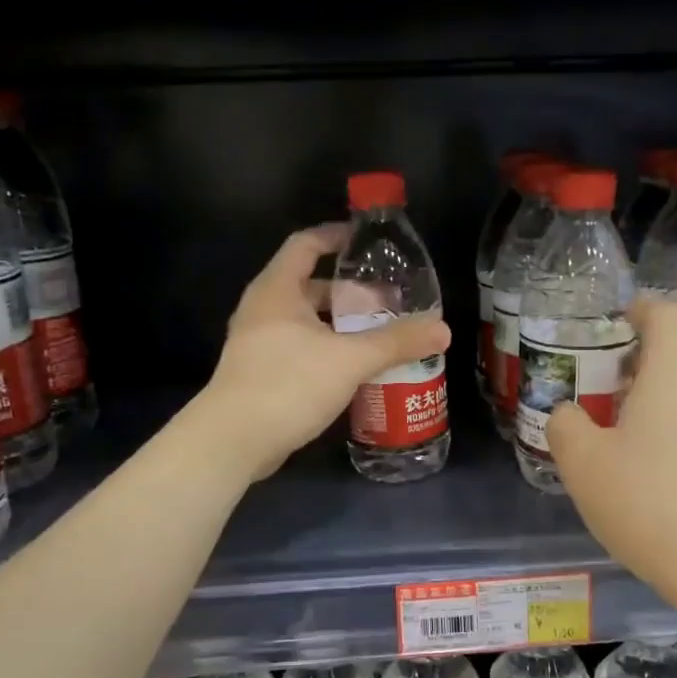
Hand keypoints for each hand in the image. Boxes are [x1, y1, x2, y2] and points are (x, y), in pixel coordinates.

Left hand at [199, 225, 450, 481]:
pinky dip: (326, 350)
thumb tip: (443, 329)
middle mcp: (263, 309)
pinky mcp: (259, 373)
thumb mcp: (350, 359)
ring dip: (338, 325)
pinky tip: (353, 369)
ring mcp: (257, 343)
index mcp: (277, 290)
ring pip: (304, 321)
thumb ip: (396, 342)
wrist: (233, 440)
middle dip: (348, 291)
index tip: (366, 242)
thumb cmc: (288, 384)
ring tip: (376, 335)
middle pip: (308, 286)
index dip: (335, 237)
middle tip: (386, 300)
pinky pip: (299, 349)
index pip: (306, 244)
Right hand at [547, 297, 676, 603]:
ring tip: (635, 431)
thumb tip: (570, 414)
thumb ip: (566, 425)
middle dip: (648, 360)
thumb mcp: (583, 463)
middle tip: (612, 388)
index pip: (666, 314)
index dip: (641, 310)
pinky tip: (666, 468)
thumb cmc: (649, 500)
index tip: (620, 321)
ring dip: (669, 395)